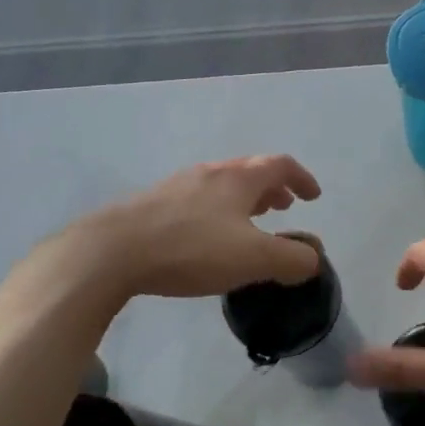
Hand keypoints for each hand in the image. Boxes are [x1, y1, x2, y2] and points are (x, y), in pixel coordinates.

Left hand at [8, 156, 322, 305]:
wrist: (111, 252)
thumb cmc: (191, 249)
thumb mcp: (253, 259)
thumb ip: (292, 259)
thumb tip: (312, 260)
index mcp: (238, 179)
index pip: (280, 165)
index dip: (302, 178)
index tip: (313, 196)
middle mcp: (209, 173)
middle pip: (249, 170)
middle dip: (272, 186)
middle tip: (284, 206)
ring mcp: (177, 186)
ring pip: (221, 184)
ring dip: (244, 198)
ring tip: (250, 220)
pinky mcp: (152, 205)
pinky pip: (197, 199)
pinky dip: (217, 210)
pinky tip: (206, 236)